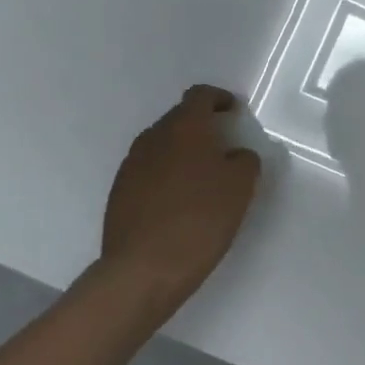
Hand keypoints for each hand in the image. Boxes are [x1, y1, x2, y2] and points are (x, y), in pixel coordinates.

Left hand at [101, 85, 262, 309]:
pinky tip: (179, 201)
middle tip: (224, 147)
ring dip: (182, 152)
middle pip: (179, 118)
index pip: (200, 95)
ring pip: (162, 145)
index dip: (219, 99)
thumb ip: (245, 161)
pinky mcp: (119, 192)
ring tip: (202, 177)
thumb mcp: (241, 187)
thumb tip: (236, 155)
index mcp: (184, 127)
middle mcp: (153, 137)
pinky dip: (166, 175)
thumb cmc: (200, 219)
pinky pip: (148, 171)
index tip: (234, 113)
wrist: (143, 269)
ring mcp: (131, 165)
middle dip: (202, 126)